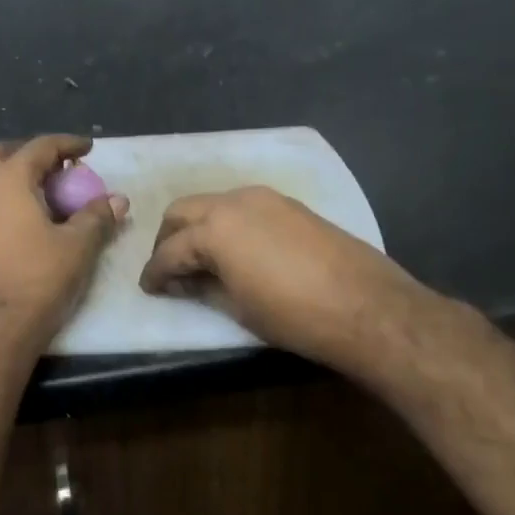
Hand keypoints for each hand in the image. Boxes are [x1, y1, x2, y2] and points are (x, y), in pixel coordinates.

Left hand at [0, 135, 128, 353]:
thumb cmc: (39, 278)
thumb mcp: (78, 245)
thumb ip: (98, 216)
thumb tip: (118, 200)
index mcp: (8, 182)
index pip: (39, 147)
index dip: (67, 144)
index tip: (89, 149)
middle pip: (2, 154)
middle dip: (32, 154)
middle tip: (61, 169)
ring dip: (19, 176)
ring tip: (51, 194)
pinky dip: (10, 197)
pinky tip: (35, 219)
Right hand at [138, 186, 418, 372]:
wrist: (366, 307)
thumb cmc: (293, 315)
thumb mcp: (238, 308)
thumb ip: (203, 288)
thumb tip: (184, 282)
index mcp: (214, 229)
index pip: (169, 250)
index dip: (154, 272)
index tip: (148, 288)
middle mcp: (234, 202)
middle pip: (183, 212)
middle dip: (168, 239)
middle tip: (168, 269)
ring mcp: (266, 198)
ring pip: (213, 204)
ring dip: (198, 227)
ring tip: (199, 260)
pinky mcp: (290, 205)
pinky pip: (243, 207)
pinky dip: (227, 224)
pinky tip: (234, 251)